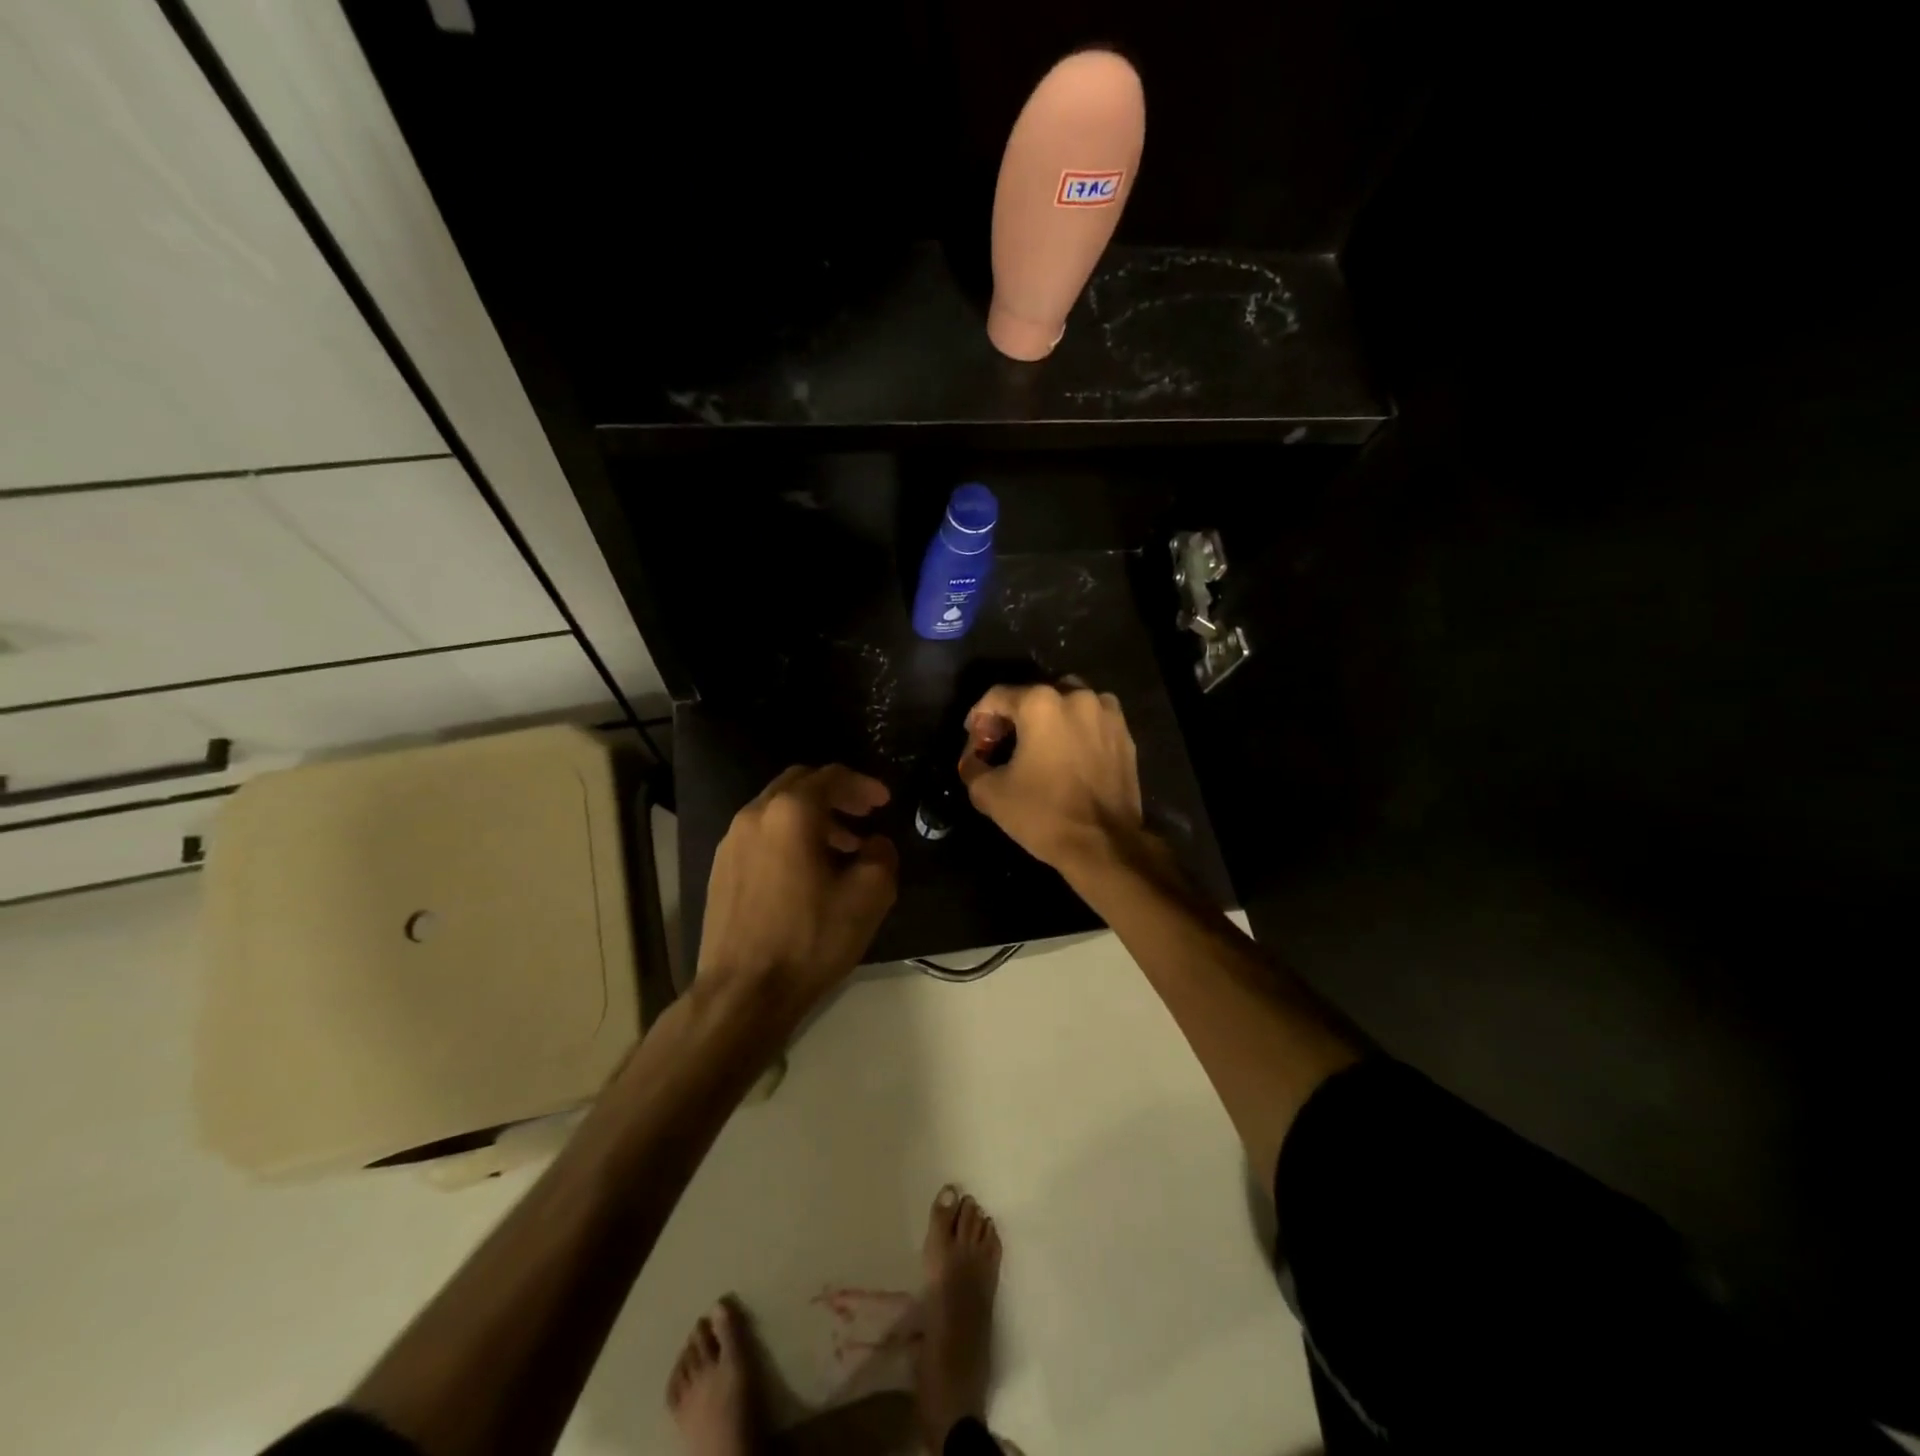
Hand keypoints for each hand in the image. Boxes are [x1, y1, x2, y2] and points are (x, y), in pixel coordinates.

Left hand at [697, 765, 897, 1012]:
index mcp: (790, 813)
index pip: (831, 777)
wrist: (743, 993)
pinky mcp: (721, 868)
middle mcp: (755, 815)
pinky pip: (762, 834)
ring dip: (813, 818)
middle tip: (864, 813)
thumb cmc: (809, 940)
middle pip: (800, 784)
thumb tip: (876, 844)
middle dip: (836, 794)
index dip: (863, 784)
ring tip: (843, 847)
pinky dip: (789, 837)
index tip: (884, 801)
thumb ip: (882, 857)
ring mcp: (731, 842)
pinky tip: (808, 870)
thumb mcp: (868, 897)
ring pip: (778, 809)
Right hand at [957, 682, 1143, 873]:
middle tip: (1002, 745)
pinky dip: (1076, 730)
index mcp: (1040, 703)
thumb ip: (973, 766)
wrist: (1105, 845)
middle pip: (1033, 695)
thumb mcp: (990, 794)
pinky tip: (1068, 757)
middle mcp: (1076, 696)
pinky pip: (1092, 721)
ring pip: (1067, 703)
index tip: (976, 745)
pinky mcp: (1125, 734)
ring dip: (1048, 719)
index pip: (996, 696)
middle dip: (1014, 717)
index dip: (979, 719)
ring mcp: (1106, 713)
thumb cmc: (1044, 814)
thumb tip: (973, 760)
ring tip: (1038, 748)